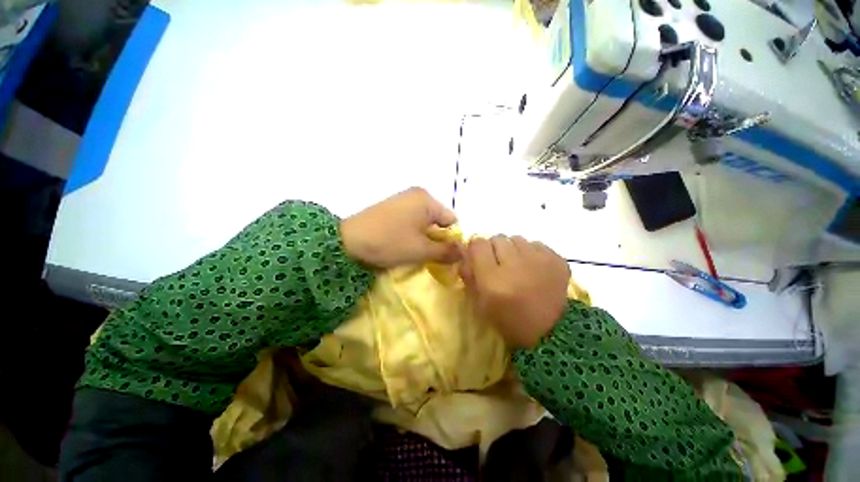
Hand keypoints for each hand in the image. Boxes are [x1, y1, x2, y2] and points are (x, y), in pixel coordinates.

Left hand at [340, 187, 459, 268]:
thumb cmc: (389, 242)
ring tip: (414, 250)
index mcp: (427, 200)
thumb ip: (446, 251)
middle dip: (437, 238)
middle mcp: (417, 194)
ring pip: (425, 221)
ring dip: (424, 236)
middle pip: (438, 219)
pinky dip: (413, 232)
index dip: (452, 239)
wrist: (347, 241)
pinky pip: (412, 219)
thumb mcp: (422, 250)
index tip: (445, 256)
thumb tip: (464, 253)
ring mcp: (403, 199)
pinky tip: (403, 242)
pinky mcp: (392, 206)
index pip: (452, 220)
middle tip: (429, 255)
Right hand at [460, 236, 569, 347]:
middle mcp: (516, 265)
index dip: (476, 249)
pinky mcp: (557, 260)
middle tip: (499, 264)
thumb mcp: (480, 303)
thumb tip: (464, 252)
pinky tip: (533, 268)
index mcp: (493, 279)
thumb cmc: (508, 320)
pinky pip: (536, 244)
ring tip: (517, 266)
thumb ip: (469, 275)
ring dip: (513, 249)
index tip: (478, 257)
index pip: (478, 244)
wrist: (549, 333)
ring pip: (517, 238)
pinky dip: (531, 253)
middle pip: (497, 238)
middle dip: (494, 249)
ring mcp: (539, 261)